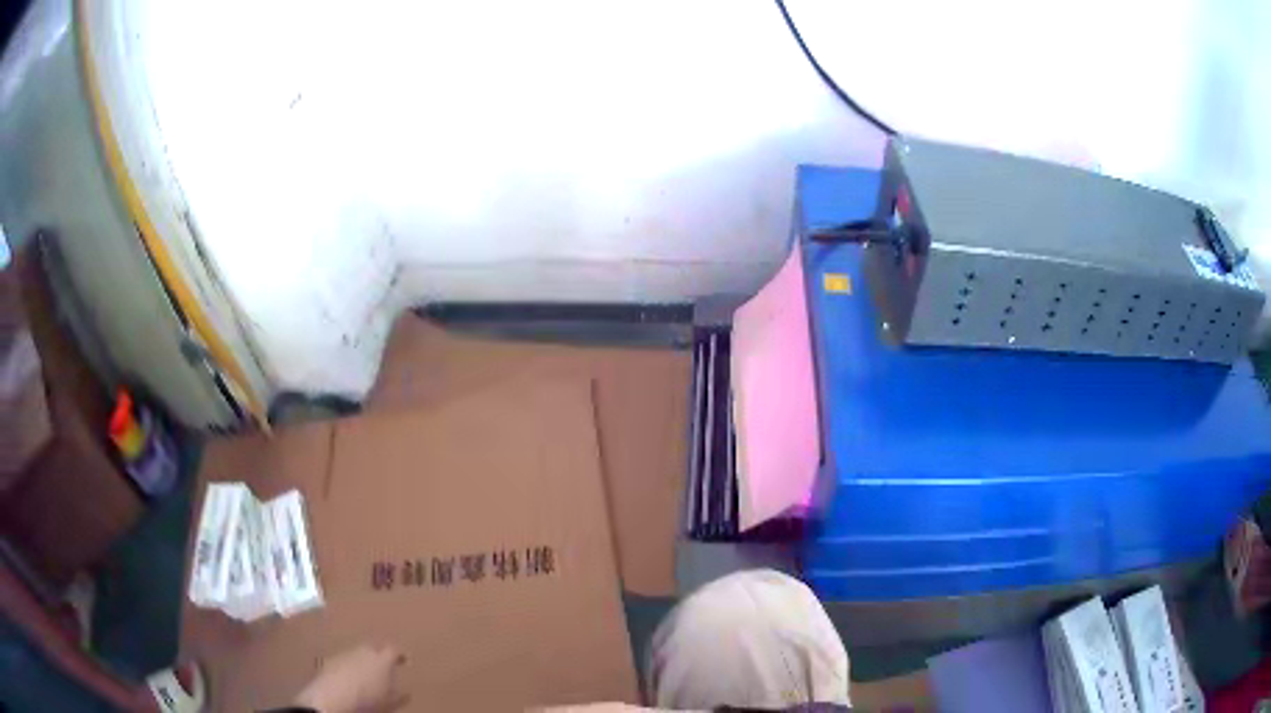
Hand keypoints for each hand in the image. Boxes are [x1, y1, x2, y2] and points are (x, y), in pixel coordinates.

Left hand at [295, 644, 405, 712]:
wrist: (332, 697)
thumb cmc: (367, 700)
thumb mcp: (389, 701)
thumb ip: (399, 694)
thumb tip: (407, 691)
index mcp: (381, 658)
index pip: (394, 650)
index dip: (400, 654)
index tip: (405, 660)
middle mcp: (363, 650)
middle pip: (373, 647)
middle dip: (379, 654)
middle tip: (384, 666)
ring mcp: (345, 653)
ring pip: (357, 652)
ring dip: (363, 659)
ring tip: (366, 672)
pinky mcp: (330, 659)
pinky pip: (344, 659)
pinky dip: (349, 664)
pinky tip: (349, 676)